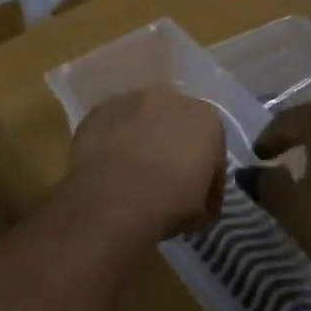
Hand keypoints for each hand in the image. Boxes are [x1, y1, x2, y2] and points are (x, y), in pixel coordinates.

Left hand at [62, 87, 226, 245]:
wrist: (108, 203)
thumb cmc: (166, 205)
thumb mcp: (202, 212)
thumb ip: (205, 194)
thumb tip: (196, 198)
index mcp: (205, 118)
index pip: (212, 147)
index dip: (207, 175)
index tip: (198, 198)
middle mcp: (169, 97)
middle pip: (176, 123)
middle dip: (173, 146)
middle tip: (164, 179)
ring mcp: (129, 99)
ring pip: (142, 119)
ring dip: (142, 138)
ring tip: (132, 171)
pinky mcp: (98, 109)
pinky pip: (113, 124)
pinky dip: (114, 139)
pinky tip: (108, 165)